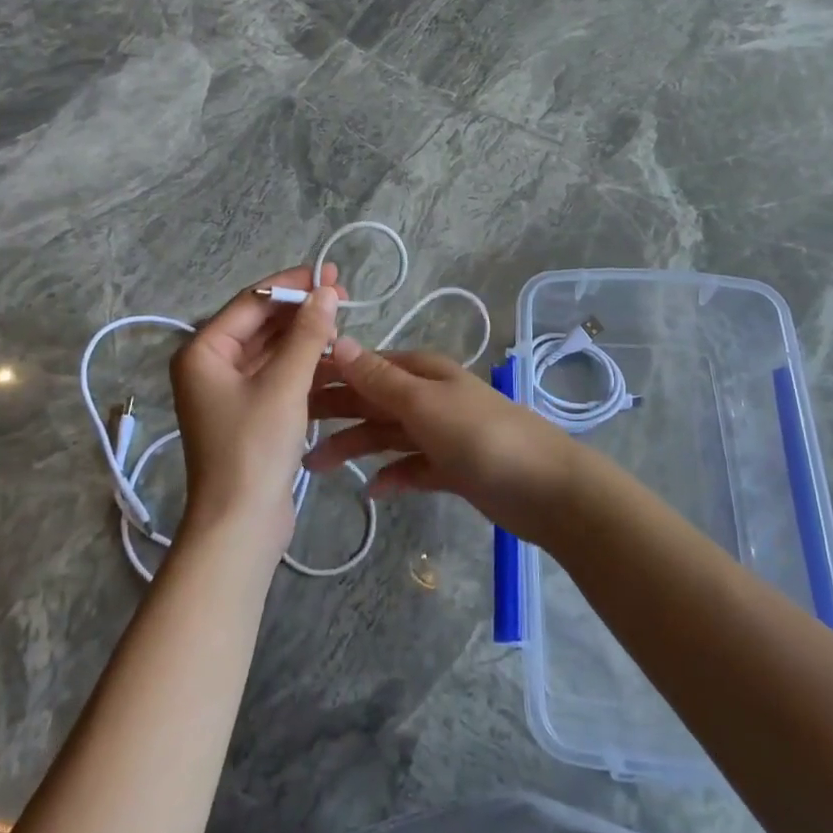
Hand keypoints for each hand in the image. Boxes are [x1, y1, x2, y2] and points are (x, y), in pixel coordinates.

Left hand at [169, 264, 340, 557]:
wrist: (240, 525)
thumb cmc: (255, 448)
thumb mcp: (286, 384)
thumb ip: (308, 333)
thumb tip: (327, 290)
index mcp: (204, 351)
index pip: (252, 301)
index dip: (292, 284)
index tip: (330, 274)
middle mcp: (211, 364)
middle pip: (261, 322)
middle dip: (301, 308)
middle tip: (343, 293)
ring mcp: (229, 389)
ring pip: (272, 347)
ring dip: (305, 334)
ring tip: (343, 321)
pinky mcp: (249, 410)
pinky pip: (277, 372)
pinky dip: (303, 362)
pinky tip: (333, 354)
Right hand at [302, 339, 582, 543]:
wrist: (544, 487)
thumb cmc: (480, 437)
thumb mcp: (424, 404)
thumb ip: (380, 379)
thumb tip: (339, 342)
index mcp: (423, 372)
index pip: (367, 366)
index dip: (330, 374)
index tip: (288, 386)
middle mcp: (429, 397)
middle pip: (372, 400)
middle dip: (334, 411)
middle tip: (290, 429)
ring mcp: (441, 433)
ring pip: (387, 434)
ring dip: (354, 446)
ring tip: (314, 467)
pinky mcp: (452, 468)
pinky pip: (411, 467)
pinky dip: (392, 476)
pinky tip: (371, 491)